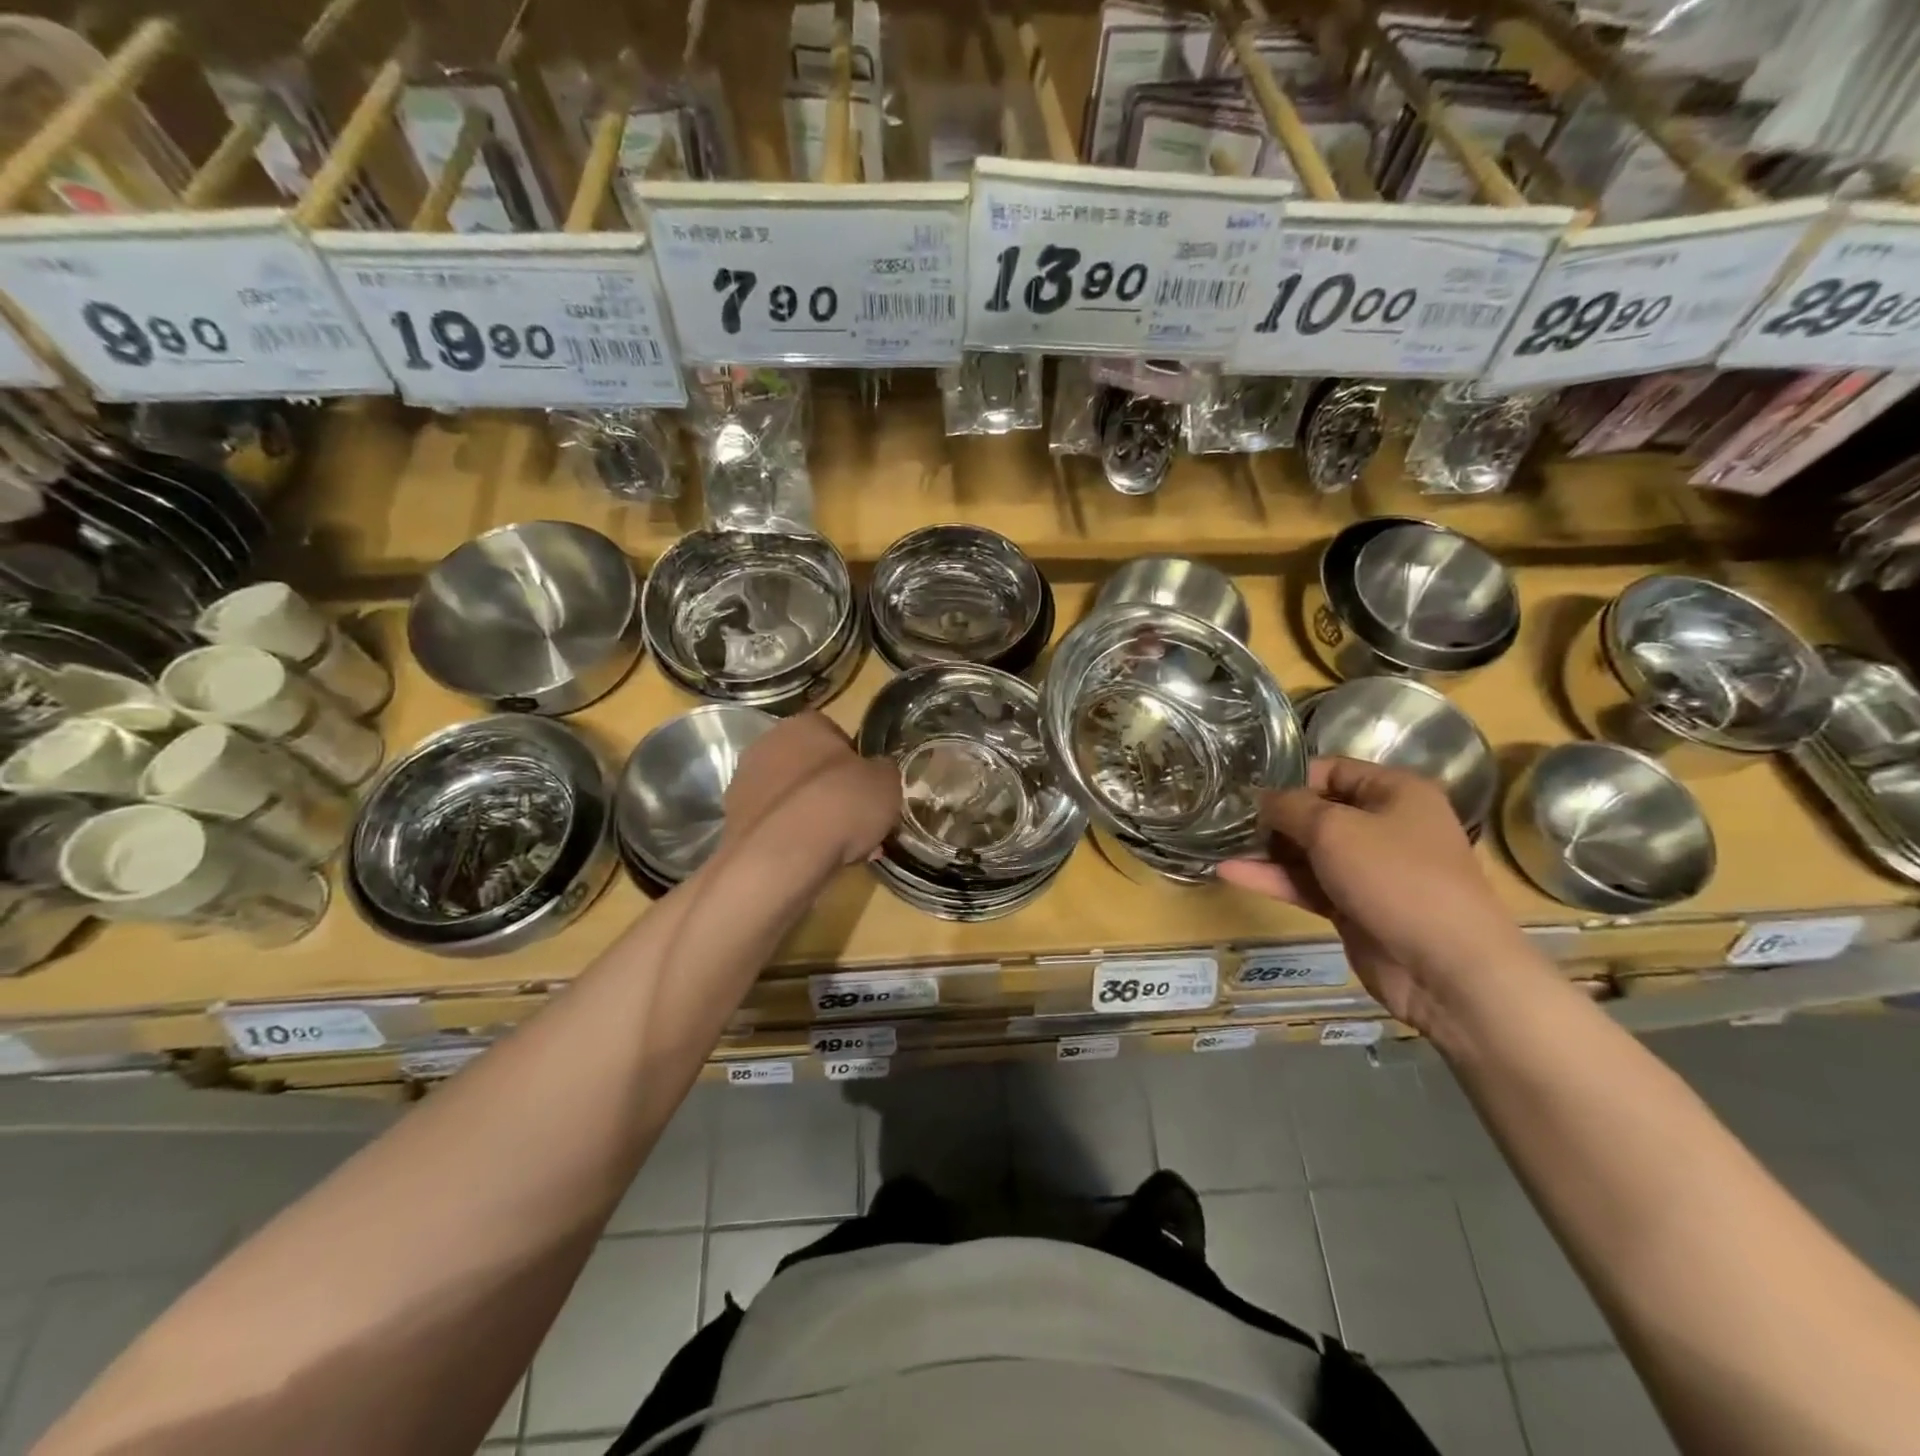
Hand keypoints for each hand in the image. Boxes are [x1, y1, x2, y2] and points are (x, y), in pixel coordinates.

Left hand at [723, 713, 900, 867]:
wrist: (782, 856)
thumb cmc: (840, 804)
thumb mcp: (886, 783)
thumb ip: (882, 771)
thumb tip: (876, 772)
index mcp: (804, 724)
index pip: (834, 733)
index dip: (855, 761)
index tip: (868, 787)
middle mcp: (767, 745)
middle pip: (809, 766)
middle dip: (831, 791)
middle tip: (856, 820)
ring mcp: (745, 784)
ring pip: (792, 799)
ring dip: (812, 817)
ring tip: (842, 849)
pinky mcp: (733, 822)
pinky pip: (776, 826)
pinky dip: (794, 840)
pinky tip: (815, 861)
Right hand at [1217, 758, 1537, 1030]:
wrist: (1446, 968)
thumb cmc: (1395, 878)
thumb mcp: (1334, 828)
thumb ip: (1289, 807)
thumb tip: (1261, 799)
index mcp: (1396, 793)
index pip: (1332, 770)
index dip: (1290, 778)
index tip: (1247, 790)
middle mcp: (1385, 826)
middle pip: (1317, 811)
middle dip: (1274, 816)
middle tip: (1226, 818)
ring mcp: (1370, 870)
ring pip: (1309, 851)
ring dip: (1267, 850)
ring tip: (1219, 844)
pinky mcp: (1354, 906)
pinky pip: (1307, 884)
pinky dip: (1273, 879)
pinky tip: (1230, 873)